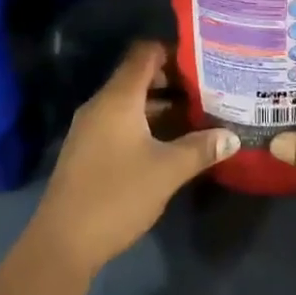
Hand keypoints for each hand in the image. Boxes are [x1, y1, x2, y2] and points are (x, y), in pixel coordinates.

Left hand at [30, 41, 236, 278]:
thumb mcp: (167, 171)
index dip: (173, 51)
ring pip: (131, 102)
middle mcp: (101, 105)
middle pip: (138, 76)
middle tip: (208, 90)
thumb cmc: (117, 196)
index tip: (203, 61)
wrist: (63, 242)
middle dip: (173, 81)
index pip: (145, 53)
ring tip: (197, 115)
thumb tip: (233, 136)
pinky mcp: (88, 150)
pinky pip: (120, 122)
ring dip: (161, 106)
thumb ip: (200, 149)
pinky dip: (146, 124)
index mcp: (118, 98)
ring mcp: (91, 128)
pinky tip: (170, 142)